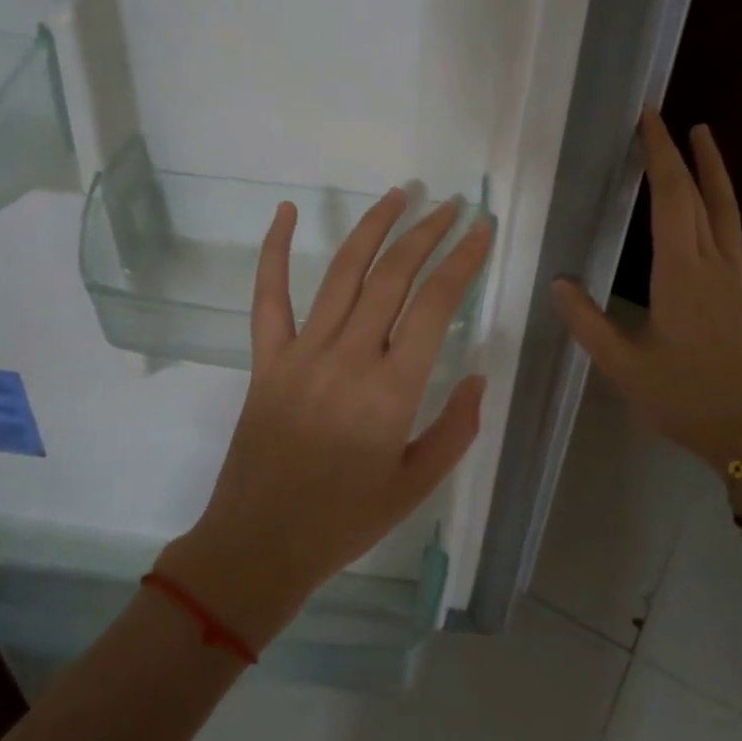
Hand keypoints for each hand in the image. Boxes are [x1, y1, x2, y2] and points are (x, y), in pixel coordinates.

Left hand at [158, 190, 491, 648]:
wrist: (260, 544)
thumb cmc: (345, 521)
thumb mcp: (417, 485)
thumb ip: (456, 429)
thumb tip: (478, 375)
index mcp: (392, 390)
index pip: (435, 305)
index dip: (462, 261)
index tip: (481, 230)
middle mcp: (349, 357)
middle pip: (393, 276)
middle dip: (426, 233)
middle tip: (449, 206)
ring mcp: (302, 353)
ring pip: (343, 274)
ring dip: (372, 228)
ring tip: (398, 196)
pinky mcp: (266, 359)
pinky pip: (268, 296)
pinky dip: (275, 250)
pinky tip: (286, 212)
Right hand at [553, 109, 741, 473]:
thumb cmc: (686, 400)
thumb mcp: (625, 368)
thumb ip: (589, 324)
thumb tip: (558, 283)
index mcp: (682, 275)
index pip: (672, 199)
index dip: (659, 156)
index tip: (648, 119)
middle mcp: (713, 266)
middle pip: (700, 196)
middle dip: (681, 153)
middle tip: (663, 118)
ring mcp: (735, 279)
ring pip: (726, 210)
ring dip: (712, 171)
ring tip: (703, 138)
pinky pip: (731, 232)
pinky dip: (720, 203)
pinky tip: (710, 208)